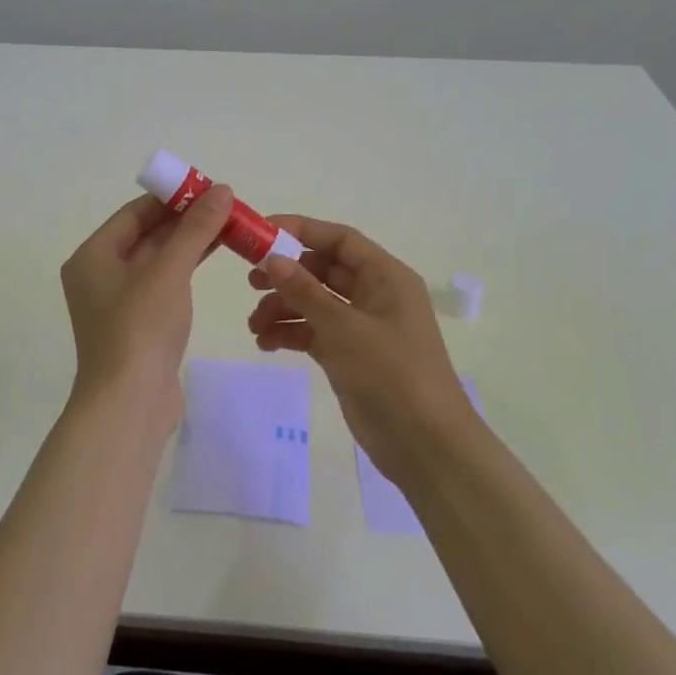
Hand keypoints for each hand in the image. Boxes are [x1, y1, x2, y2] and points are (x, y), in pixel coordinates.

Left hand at [60, 185, 234, 429]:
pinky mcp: (138, 324)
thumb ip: (195, 229)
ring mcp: (118, 302)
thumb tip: (222, 190)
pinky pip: (162, 283)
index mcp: (93, 256)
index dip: (171, 198)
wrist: (129, 403)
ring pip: (157, 260)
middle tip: (225, 206)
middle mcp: (99, 275)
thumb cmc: (140, 328)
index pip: (134, 213)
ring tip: (228, 226)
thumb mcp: (169, 271)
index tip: (207, 188)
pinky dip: (186, 268)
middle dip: (185, 220)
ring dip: (189, 243)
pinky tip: (214, 257)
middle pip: (145, 235)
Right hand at [247, 215, 477, 485]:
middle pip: (323, 270)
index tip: (261, 233)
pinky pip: (315, 332)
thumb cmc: (391, 373)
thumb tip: (272, 259)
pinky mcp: (351, 356)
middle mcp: (375, 295)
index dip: (301, 231)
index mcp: (385, 276)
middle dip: (287, 274)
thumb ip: (305, 292)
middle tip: (251, 282)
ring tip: (255, 325)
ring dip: (284, 308)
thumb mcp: (344, 328)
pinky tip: (266, 344)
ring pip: (315, 303)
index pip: (339, 240)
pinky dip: (291, 334)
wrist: (424, 444)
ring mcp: (362, 327)